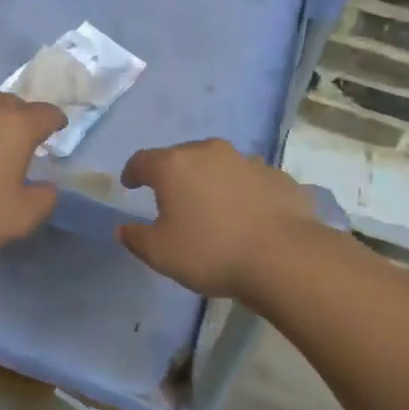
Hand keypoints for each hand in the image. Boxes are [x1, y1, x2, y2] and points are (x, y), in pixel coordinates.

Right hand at [117, 139, 323, 299]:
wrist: (285, 257)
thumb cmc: (212, 252)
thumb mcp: (161, 254)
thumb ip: (136, 238)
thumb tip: (124, 229)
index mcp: (174, 166)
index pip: (142, 160)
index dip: (132, 172)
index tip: (130, 184)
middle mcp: (208, 152)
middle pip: (181, 156)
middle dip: (172, 174)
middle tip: (170, 197)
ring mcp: (246, 161)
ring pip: (218, 164)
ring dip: (209, 179)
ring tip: (211, 205)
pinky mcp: (276, 175)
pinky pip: (248, 179)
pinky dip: (241, 191)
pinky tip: (246, 214)